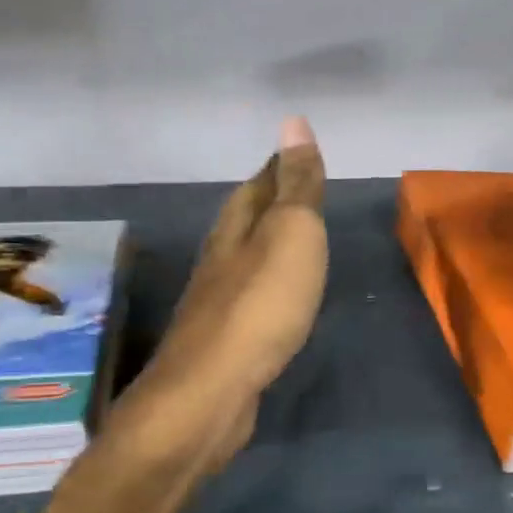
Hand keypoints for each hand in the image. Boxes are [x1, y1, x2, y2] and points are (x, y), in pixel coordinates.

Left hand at [128, 115, 328, 470]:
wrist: (212, 391)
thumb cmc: (260, 305)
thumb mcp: (291, 234)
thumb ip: (296, 185)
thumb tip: (294, 121)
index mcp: (236, 225)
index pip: (262, 182)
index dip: (283, 165)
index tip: (300, 152)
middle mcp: (220, 256)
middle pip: (247, 216)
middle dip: (271, 199)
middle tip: (300, 190)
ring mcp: (217, 300)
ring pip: (246, 256)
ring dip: (267, 242)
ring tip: (294, 238)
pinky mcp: (224, 339)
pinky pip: (251, 295)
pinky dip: (268, 283)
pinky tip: (278, 295)